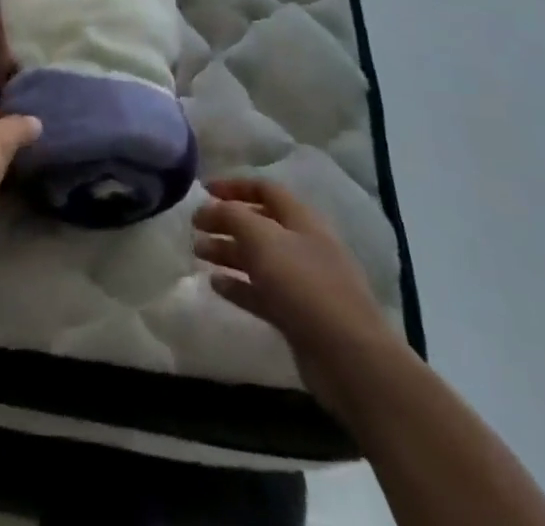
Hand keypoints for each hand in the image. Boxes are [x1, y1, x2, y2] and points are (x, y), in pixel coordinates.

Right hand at [194, 177, 401, 409]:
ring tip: (198, 253)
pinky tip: (215, 285)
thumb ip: (233, 216)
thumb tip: (211, 207)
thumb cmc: (304, 285)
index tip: (203, 191)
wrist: (350, 358)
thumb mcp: (262, 239)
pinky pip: (262, 292)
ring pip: (258, 259)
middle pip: (259, 224)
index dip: (233, 186)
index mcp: (301, 220)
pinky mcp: (298, 316)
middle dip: (226, 221)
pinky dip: (238, 286)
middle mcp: (303, 246)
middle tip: (194, 226)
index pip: (265, 189)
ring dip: (227, 252)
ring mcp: (302, 283)